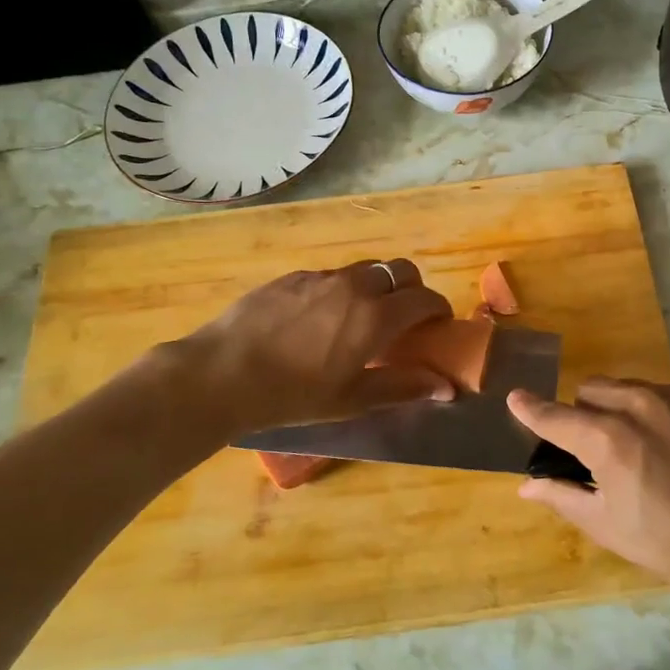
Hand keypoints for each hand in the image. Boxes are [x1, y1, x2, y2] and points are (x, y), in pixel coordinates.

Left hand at [176, 260, 455, 435]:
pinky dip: (342, 291)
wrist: (221, 373)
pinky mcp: (292, 277)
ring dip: (377, 288)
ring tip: (361, 320)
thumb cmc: (292, 395)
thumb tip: (447, 387)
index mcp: (375, 316)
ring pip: (365, 270)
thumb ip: (404, 387)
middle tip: (405, 319)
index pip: (425, 298)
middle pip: (400, 270)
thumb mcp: (352, 399)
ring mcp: (321, 277)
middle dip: (412, 289)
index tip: (437, 327)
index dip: (438, 310)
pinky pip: (331, 277)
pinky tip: (320, 320)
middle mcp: (354, 286)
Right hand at [507, 379, 669, 609]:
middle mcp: (638, 404)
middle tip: (602, 450)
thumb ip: (562, 497)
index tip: (516, 398)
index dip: (531, 408)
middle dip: (587, 414)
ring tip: (650, 450)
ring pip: (632, 389)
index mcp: (606, 438)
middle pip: (593, 391)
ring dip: (626, 411)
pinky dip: (666, 413)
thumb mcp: (607, 526)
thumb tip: (526, 485)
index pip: (555, 415)